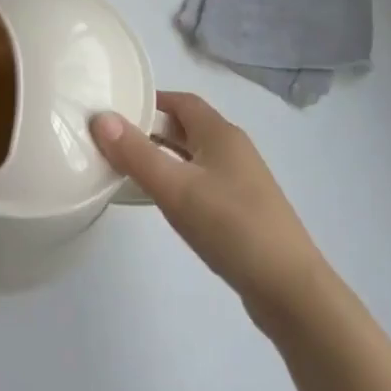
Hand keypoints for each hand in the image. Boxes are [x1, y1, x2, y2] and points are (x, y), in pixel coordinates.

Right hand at [91, 92, 326, 326]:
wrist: (290, 290)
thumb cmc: (231, 227)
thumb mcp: (176, 188)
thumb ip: (136, 153)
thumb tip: (100, 117)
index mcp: (221, 133)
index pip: (181, 101)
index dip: (150, 100)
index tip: (116, 110)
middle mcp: (233, 149)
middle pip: (187, 127)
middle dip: (152, 129)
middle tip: (114, 141)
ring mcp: (242, 181)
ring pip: (195, 157)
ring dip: (164, 157)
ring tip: (129, 170)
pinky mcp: (244, 210)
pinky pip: (203, 182)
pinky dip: (179, 182)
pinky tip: (164, 203)